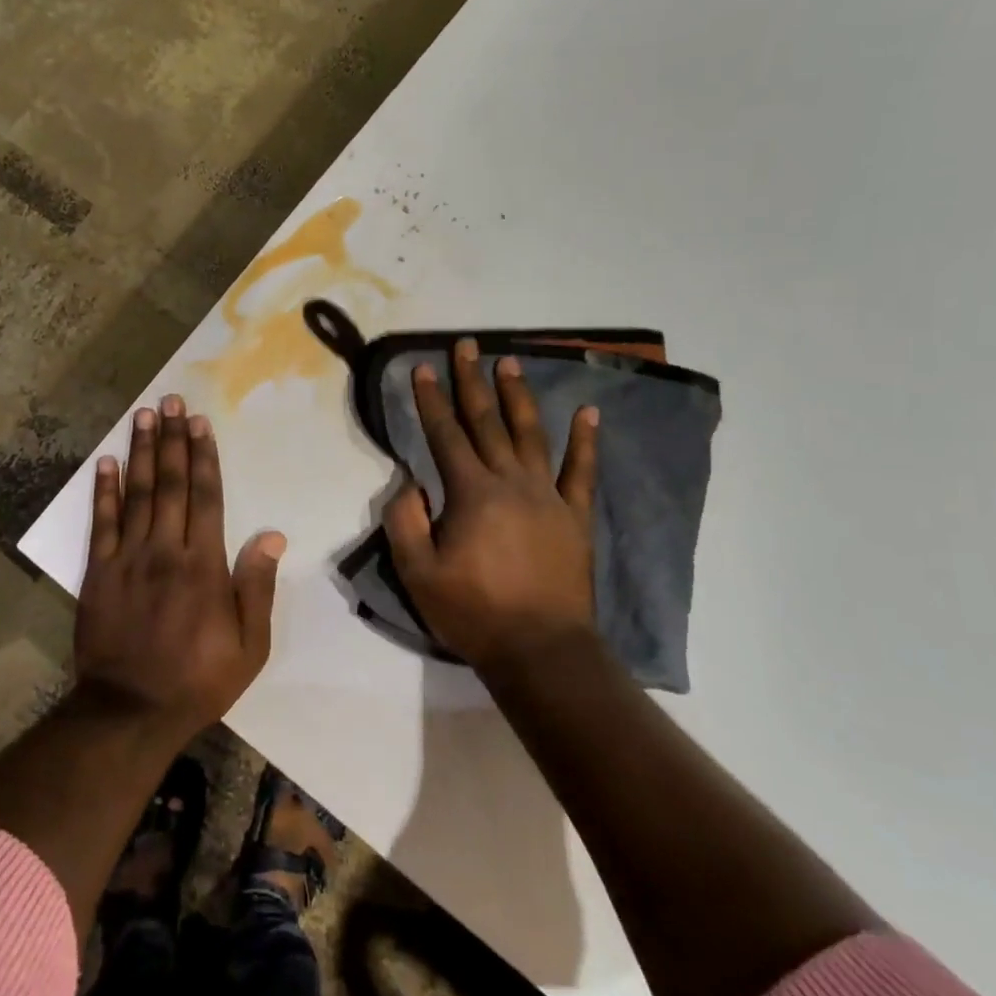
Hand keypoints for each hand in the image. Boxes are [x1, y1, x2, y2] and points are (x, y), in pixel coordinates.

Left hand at [76, 394, 285, 739]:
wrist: (130, 710)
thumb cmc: (198, 680)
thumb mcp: (249, 646)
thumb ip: (257, 587)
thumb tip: (272, 535)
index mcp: (204, 565)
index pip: (205, 497)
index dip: (203, 457)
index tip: (200, 423)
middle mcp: (165, 550)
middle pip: (170, 484)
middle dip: (172, 439)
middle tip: (171, 401)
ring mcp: (128, 558)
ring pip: (137, 494)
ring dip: (141, 452)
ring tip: (143, 416)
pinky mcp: (99, 572)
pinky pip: (102, 523)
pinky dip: (104, 491)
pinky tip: (107, 462)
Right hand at [384, 340, 603, 673]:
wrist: (541, 650)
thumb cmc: (473, 612)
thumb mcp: (419, 573)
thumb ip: (406, 522)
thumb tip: (409, 484)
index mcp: (471, 493)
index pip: (445, 435)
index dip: (431, 400)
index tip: (422, 367)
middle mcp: (511, 482)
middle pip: (487, 422)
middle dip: (472, 381)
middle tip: (466, 345)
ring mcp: (548, 496)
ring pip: (531, 434)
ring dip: (519, 397)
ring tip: (510, 362)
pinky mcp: (576, 516)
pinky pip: (583, 471)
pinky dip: (586, 441)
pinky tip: (588, 413)